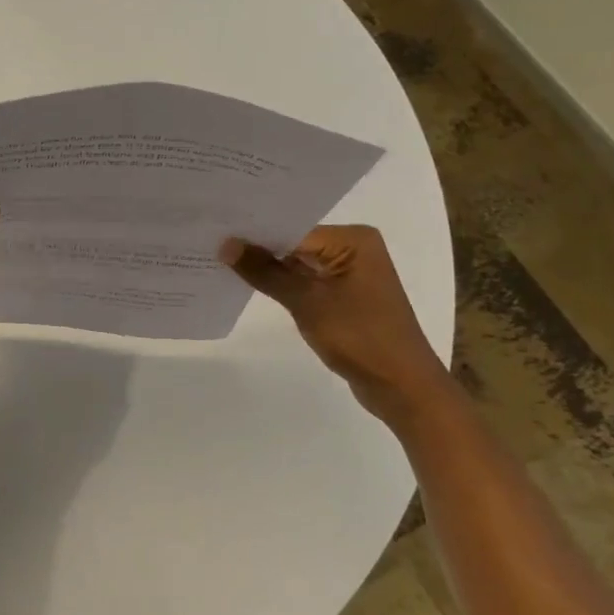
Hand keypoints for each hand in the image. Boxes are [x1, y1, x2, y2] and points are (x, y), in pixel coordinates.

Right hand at [221, 225, 453, 425]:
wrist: (402, 387)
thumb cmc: (360, 336)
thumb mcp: (306, 301)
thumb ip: (264, 271)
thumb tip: (225, 245)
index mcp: (353, 240)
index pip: (293, 227)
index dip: (255, 231)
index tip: (216, 229)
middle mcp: (354, 248)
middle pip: (295, 241)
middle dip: (257, 247)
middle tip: (211, 241)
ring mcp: (349, 273)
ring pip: (297, 262)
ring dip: (267, 266)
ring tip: (220, 259)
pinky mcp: (343, 296)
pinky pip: (305, 281)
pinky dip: (281, 283)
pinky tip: (249, 282)